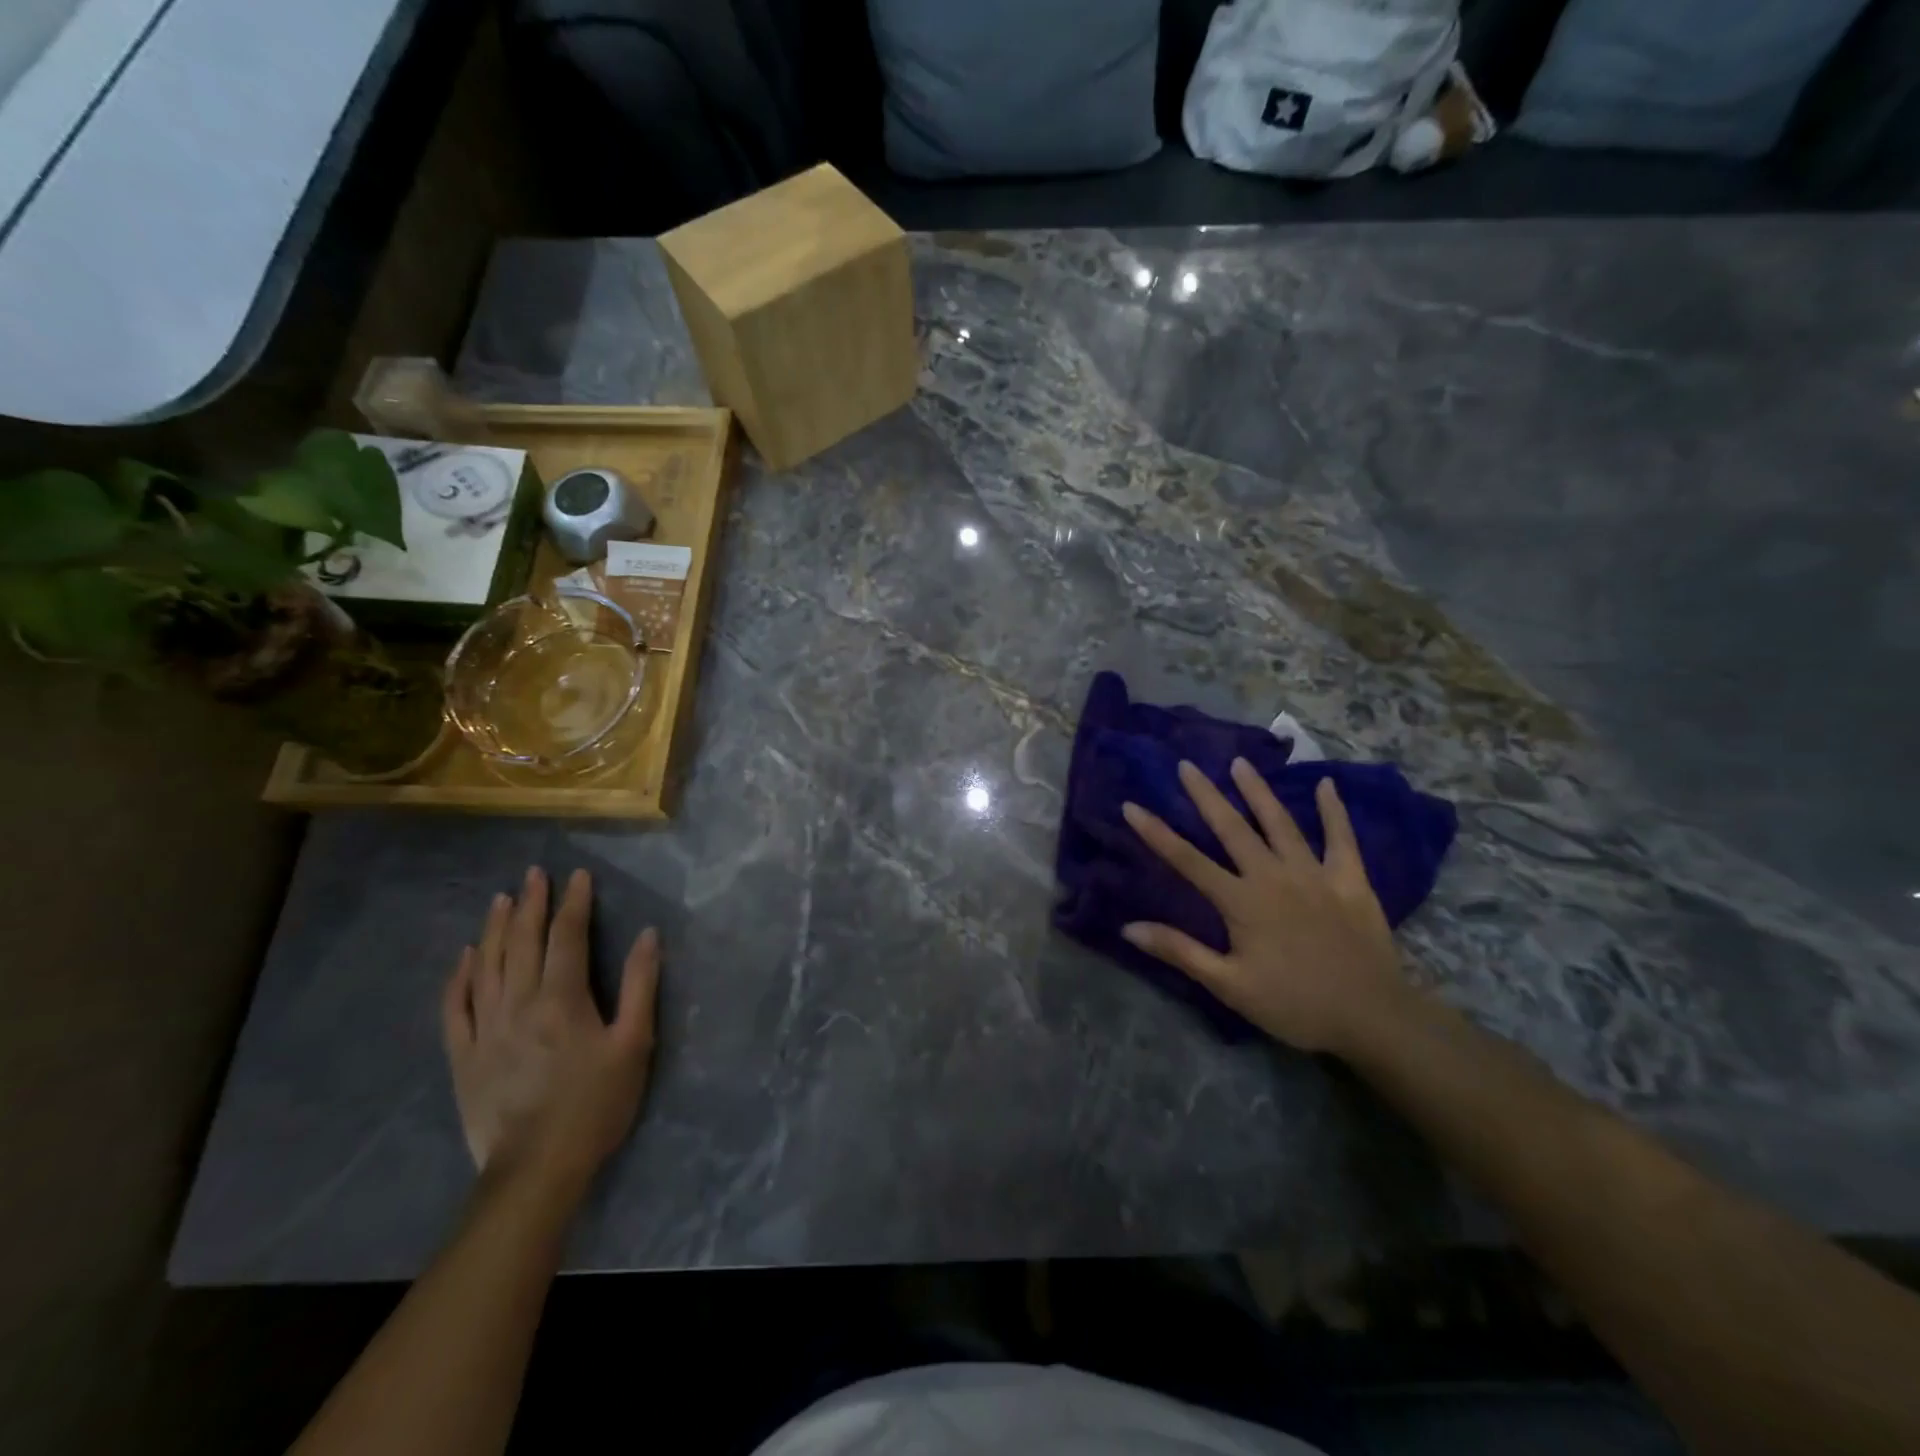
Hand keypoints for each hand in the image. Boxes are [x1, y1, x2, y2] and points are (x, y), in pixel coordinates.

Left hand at [441, 867, 659, 1196]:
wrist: (536, 1168)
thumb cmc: (596, 1104)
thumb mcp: (633, 1044)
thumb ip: (639, 986)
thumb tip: (647, 935)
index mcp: (563, 999)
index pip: (567, 936)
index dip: (573, 902)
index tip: (577, 875)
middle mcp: (519, 1003)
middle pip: (522, 942)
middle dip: (530, 904)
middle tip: (533, 873)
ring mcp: (485, 1029)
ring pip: (487, 966)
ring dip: (494, 928)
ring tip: (500, 899)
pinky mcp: (463, 1056)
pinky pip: (456, 1006)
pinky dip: (459, 977)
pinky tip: (465, 957)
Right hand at [1121, 759, 1411, 1054]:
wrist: (1373, 1017)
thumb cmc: (1294, 1004)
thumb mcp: (1229, 986)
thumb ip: (1180, 951)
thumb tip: (1129, 927)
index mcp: (1241, 902)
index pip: (1188, 860)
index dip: (1157, 833)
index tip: (1132, 806)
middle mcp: (1274, 876)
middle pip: (1232, 829)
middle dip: (1206, 795)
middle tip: (1186, 765)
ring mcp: (1314, 874)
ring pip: (1280, 823)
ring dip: (1258, 791)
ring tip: (1240, 763)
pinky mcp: (1350, 880)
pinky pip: (1341, 837)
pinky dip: (1333, 810)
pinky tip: (1327, 784)